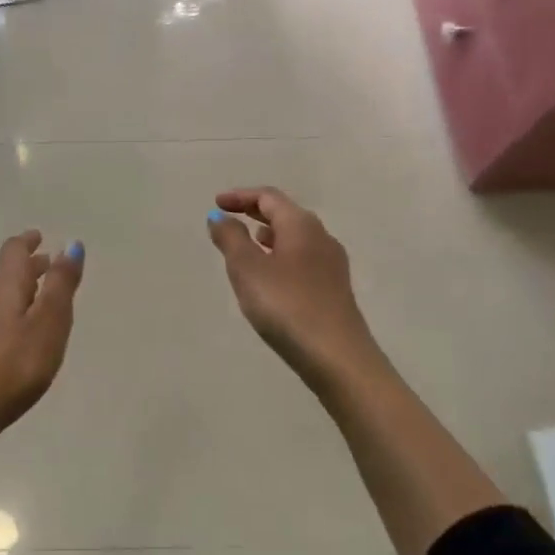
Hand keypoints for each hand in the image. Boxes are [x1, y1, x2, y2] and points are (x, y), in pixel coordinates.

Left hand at [0, 230, 84, 437]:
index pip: (14, 250)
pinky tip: (22, 332)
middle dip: (29, 265)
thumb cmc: (14, 363)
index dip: (28, 241)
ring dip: (22, 289)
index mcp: (6, 285)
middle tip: (48, 262)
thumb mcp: (49, 321)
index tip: (39, 237)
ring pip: (2, 295)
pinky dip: (14, 312)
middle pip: (7, 272)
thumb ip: (61, 284)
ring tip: (42, 296)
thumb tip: (71, 244)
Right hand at [206, 187, 386, 395]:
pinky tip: (271, 275)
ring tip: (249, 243)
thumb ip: (230, 238)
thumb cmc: (286, 305)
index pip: (268, 197)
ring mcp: (331, 264)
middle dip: (255, 212)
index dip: (240, 196)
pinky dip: (281, 254)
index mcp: (301, 225)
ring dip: (269, 234)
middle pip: (285, 213)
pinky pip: (302, 258)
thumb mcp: (247, 269)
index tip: (216, 203)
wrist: (337, 358)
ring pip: (295, 237)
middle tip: (230, 217)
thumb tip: (220, 216)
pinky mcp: (334, 289)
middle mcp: (321, 237)